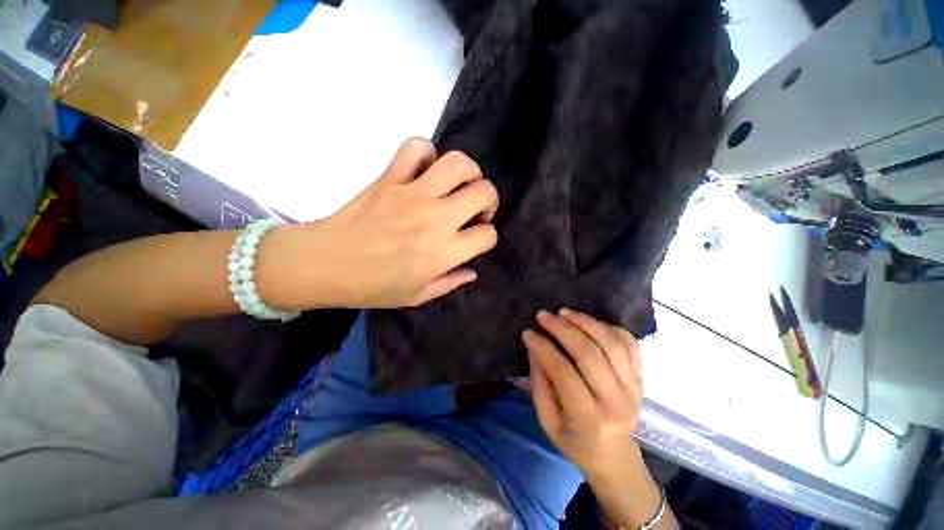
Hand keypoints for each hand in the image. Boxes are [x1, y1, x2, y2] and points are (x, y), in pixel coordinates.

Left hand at [308, 138, 498, 307]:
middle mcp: (436, 219)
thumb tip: (472, 270)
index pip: (487, 235)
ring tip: (458, 184)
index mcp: (444, 252)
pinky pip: (414, 148)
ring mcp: (412, 194)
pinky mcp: (390, 178)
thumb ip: (451, 283)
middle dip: (488, 199)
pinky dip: (425, 153)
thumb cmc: (373, 287)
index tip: (474, 239)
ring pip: (457, 164)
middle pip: (483, 192)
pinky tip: (424, 170)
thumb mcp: (418, 296)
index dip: (486, 237)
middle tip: (474, 209)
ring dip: (468, 172)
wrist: (325, 265)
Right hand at [525, 309, 671, 527]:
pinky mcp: (641, 378)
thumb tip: (535, 348)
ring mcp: (633, 388)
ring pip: (612, 344)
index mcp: (589, 418)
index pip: (564, 373)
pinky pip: (630, 345)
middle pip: (589, 354)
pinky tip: (590, 322)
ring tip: (564, 312)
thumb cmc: (574, 440)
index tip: (528, 332)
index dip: (544, 348)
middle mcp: (616, 402)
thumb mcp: (547, 420)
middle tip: (544, 316)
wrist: (613, 456)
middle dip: (563, 329)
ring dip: (586, 322)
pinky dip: (610, 328)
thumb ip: (540, 383)